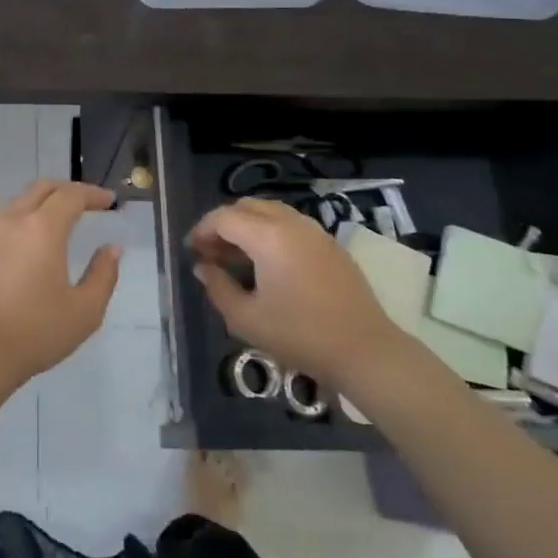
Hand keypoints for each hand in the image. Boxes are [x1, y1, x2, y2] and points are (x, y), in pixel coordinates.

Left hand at [0, 180, 121, 386]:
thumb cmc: (39, 330)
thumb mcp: (86, 309)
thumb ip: (103, 274)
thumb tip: (111, 249)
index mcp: (43, 228)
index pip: (71, 196)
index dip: (93, 194)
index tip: (110, 201)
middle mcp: (15, 221)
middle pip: (43, 188)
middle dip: (68, 190)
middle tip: (89, 203)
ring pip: (21, 201)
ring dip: (45, 201)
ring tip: (64, 218)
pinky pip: (7, 222)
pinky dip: (27, 219)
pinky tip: (36, 243)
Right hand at [187, 198, 405, 382]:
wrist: (365, 351)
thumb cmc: (300, 335)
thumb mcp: (245, 319)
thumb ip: (217, 287)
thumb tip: (203, 267)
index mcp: (267, 236)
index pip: (223, 217)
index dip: (202, 230)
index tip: (191, 251)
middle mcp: (291, 223)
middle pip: (246, 207)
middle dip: (223, 224)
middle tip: (211, 252)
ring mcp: (315, 231)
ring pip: (270, 211)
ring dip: (248, 225)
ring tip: (237, 257)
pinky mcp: (331, 245)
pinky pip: (291, 224)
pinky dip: (270, 232)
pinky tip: (268, 263)